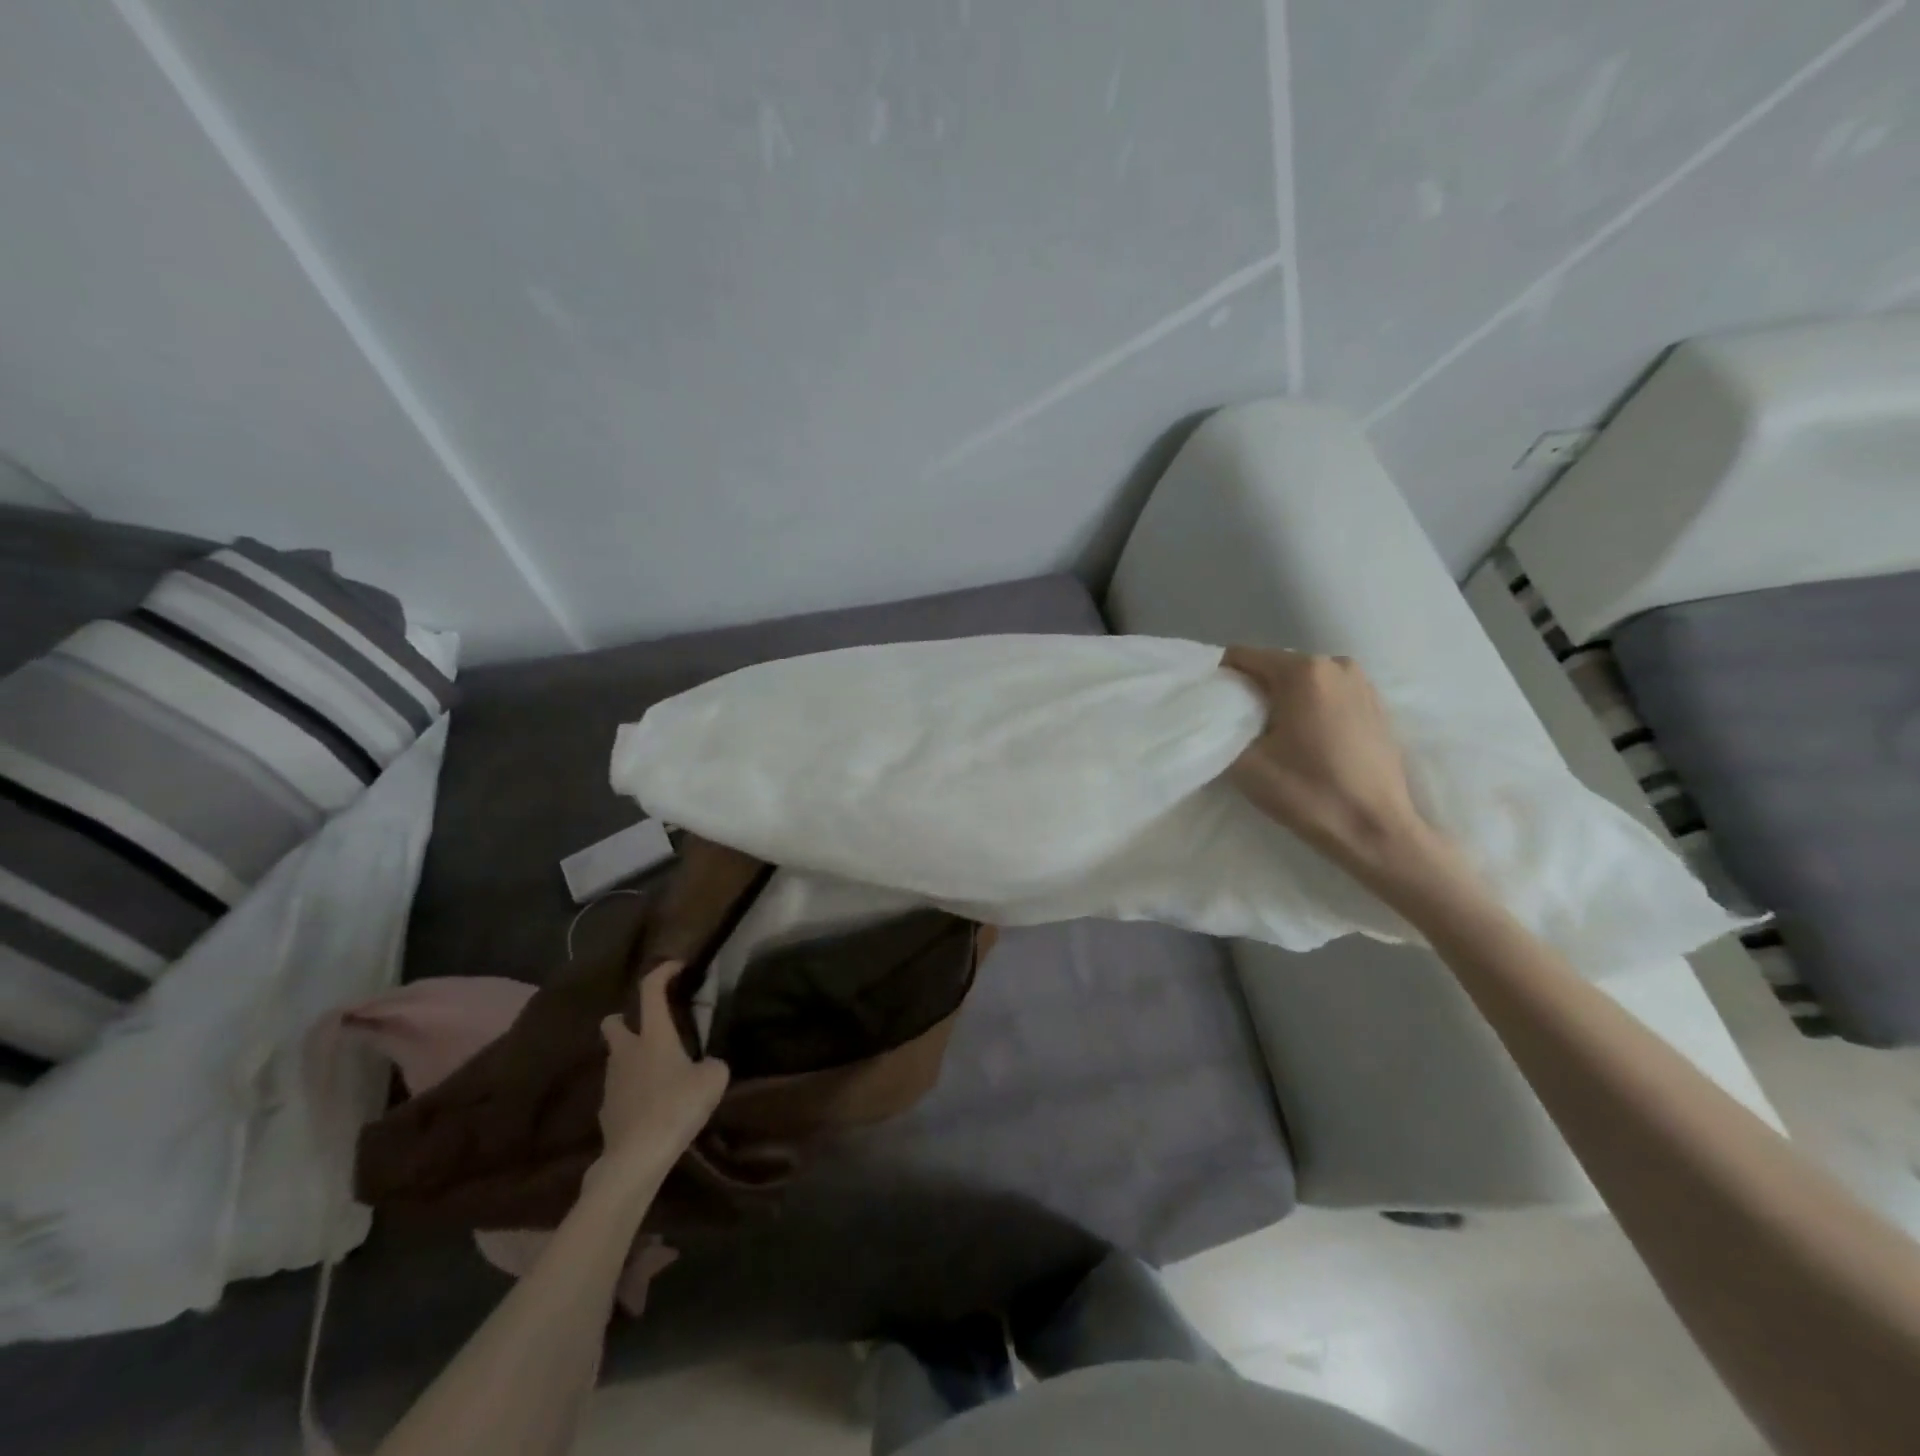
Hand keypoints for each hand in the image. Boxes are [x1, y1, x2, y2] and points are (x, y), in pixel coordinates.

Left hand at [597, 963, 729, 1175]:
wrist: (636, 1157)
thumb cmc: (677, 1106)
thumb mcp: (714, 1079)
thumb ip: (712, 1064)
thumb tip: (706, 1065)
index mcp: (653, 1035)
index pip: (650, 990)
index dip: (662, 971)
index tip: (676, 967)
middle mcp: (627, 1051)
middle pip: (614, 1022)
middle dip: (627, 1019)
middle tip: (651, 1027)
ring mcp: (611, 1082)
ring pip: (616, 1057)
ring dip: (633, 1058)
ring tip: (660, 1072)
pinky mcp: (605, 1111)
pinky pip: (619, 1089)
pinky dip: (632, 1089)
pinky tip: (651, 1105)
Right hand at [1222, 647, 1444, 880]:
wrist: (1376, 830)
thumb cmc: (1308, 793)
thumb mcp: (1246, 764)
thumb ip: (1222, 729)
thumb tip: (1215, 716)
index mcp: (1303, 671)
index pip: (1243, 656)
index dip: (1221, 680)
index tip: (1215, 711)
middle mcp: (1336, 664)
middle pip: (1274, 666)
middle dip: (1253, 691)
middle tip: (1241, 729)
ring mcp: (1362, 682)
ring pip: (1302, 681)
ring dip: (1283, 701)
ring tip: (1275, 737)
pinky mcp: (1377, 703)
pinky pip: (1327, 694)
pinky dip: (1310, 708)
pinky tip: (1308, 741)